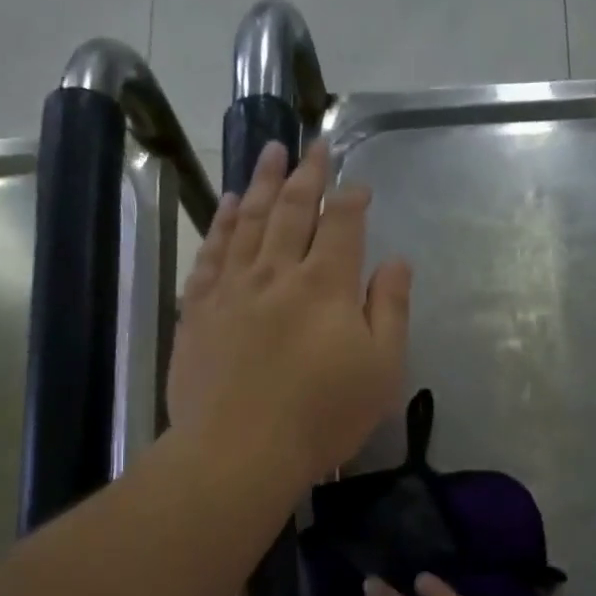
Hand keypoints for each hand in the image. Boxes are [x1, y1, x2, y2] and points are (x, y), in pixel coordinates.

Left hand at [168, 141, 411, 486]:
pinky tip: (226, 206)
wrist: (239, 449)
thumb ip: (391, 310)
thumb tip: (396, 260)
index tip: (358, 185)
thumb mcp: (381, 370)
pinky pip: (210, 253)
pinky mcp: (198, 309)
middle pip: (292, 209)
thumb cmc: (322, 416)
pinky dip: (221, 224)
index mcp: (327, 285)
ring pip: (248, 221)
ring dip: (261, 184)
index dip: (352, 199)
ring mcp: (232, 287)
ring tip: (268, 153)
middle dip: (305, 174)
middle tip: (311, 146)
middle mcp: (278, 272)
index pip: (343, 224)